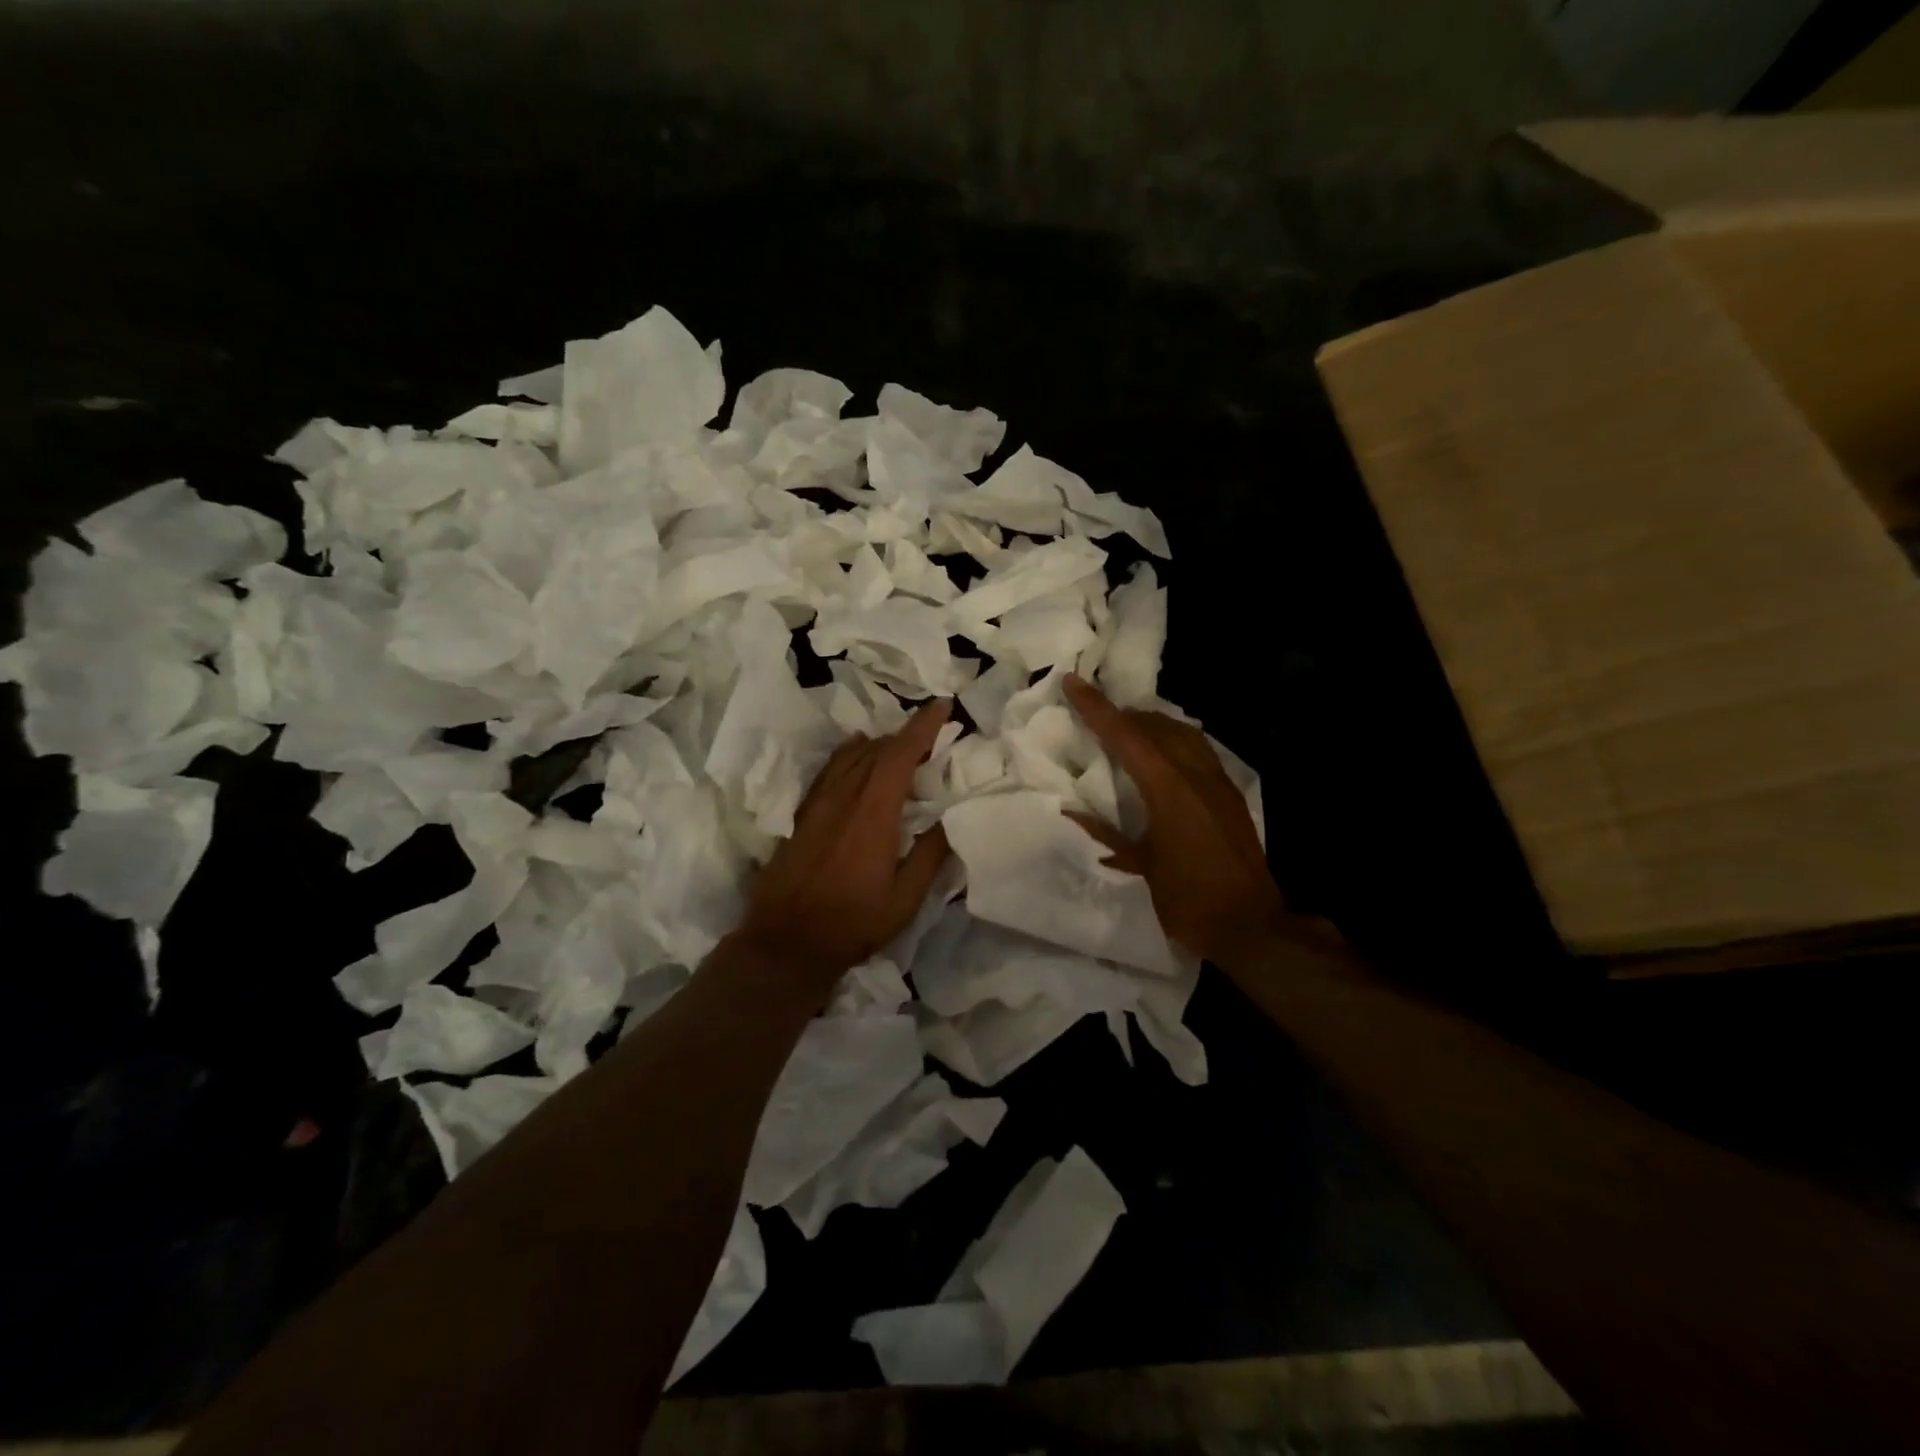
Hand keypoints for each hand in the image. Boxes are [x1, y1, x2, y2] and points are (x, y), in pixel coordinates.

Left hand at [734, 699, 954, 990]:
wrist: (785, 942)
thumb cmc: (852, 924)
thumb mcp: (905, 899)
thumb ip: (931, 855)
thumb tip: (952, 818)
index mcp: (873, 813)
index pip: (900, 755)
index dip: (923, 727)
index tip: (942, 706)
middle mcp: (843, 797)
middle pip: (876, 750)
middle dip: (906, 735)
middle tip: (931, 734)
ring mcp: (818, 803)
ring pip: (850, 756)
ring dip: (878, 744)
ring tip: (900, 745)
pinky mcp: (801, 814)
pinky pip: (829, 769)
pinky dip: (849, 754)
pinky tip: (855, 755)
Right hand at [1063, 674, 1291, 967]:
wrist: (1249, 925)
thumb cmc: (1187, 899)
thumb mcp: (1141, 865)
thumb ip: (1106, 833)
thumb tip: (1072, 812)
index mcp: (1167, 789)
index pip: (1125, 736)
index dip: (1095, 707)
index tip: (1073, 682)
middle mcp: (1194, 775)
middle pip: (1156, 726)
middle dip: (1124, 714)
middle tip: (1097, 713)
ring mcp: (1218, 782)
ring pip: (1183, 733)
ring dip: (1153, 724)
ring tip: (1130, 727)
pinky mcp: (1231, 795)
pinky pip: (1200, 750)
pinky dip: (1176, 740)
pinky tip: (1166, 753)